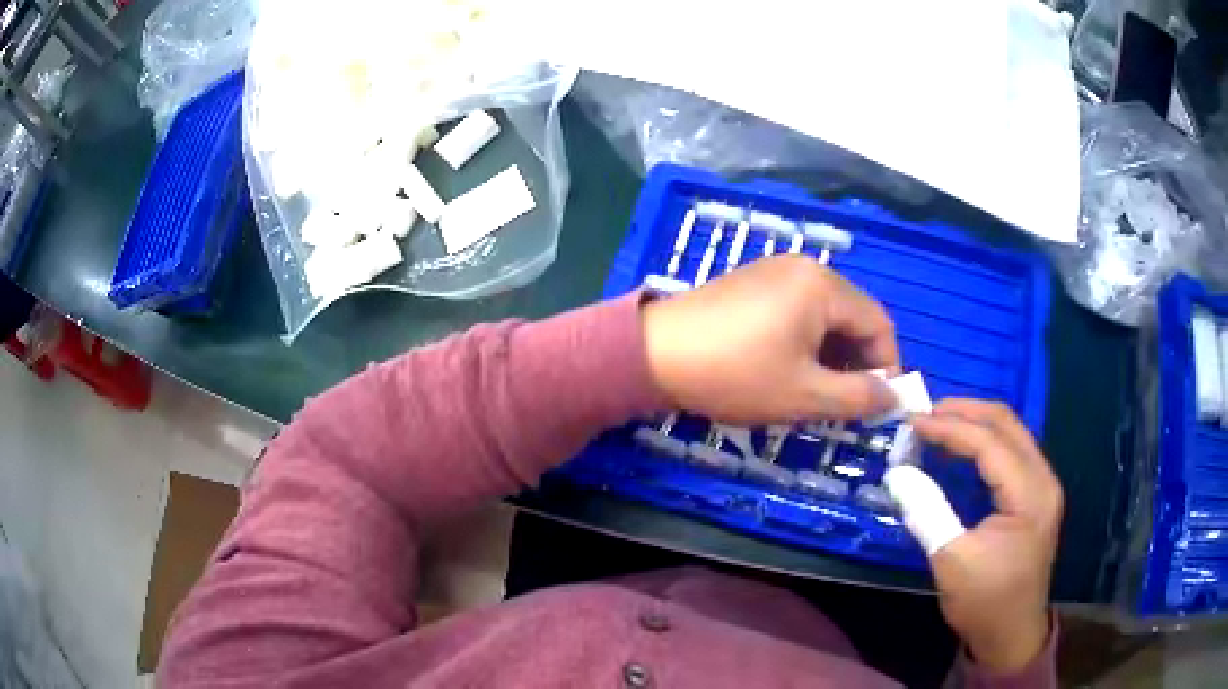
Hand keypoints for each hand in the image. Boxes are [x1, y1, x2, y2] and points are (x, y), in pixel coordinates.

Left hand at [641, 255, 899, 424]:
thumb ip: (859, 397)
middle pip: (852, 317)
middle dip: (856, 362)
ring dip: (830, 355)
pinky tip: (786, 369)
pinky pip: (796, 310)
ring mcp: (773, 271)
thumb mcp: (805, 394)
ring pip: (824, 316)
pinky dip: (804, 341)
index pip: (879, 324)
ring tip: (815, 391)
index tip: (878, 405)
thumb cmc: (735, 374)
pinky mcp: (750, 283)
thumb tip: (895, 397)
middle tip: (845, 404)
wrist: (651, 354)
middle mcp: (803, 267)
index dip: (887, 367)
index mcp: (823, 285)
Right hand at [911, 400, 1063, 673]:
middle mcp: (1043, 479)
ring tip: (938, 425)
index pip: (990, 442)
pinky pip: (1011, 452)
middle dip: (965, 412)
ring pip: (1011, 433)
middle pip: (1007, 424)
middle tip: (925, 414)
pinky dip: (984, 442)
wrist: (1011, 635)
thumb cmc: (985, 602)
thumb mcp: (952, 561)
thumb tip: (897, 473)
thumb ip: (927, 511)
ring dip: (975, 423)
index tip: (912, 421)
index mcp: (1030, 494)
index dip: (950, 427)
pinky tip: (960, 449)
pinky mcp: (1035, 496)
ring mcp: (1042, 485)